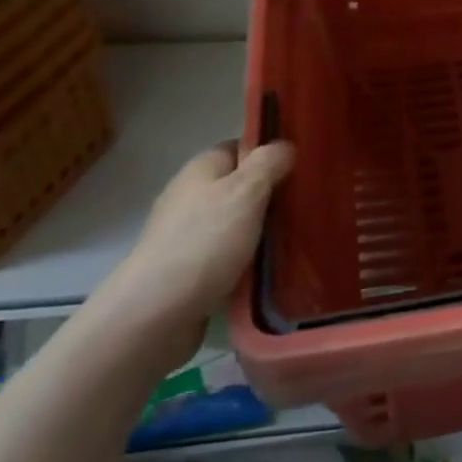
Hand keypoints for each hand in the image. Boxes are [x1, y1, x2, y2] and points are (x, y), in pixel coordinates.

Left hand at [113, 141, 294, 339]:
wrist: (154, 315)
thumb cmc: (205, 242)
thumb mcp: (246, 191)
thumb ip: (269, 163)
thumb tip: (284, 146)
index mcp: (201, 168)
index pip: (241, 147)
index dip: (270, 155)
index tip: (303, 169)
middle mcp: (191, 196)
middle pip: (240, 186)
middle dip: (271, 196)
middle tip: (307, 206)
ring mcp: (187, 235)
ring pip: (237, 223)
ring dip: (262, 231)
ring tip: (296, 238)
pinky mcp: (189, 270)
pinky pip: (228, 254)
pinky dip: (248, 259)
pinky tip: (270, 268)